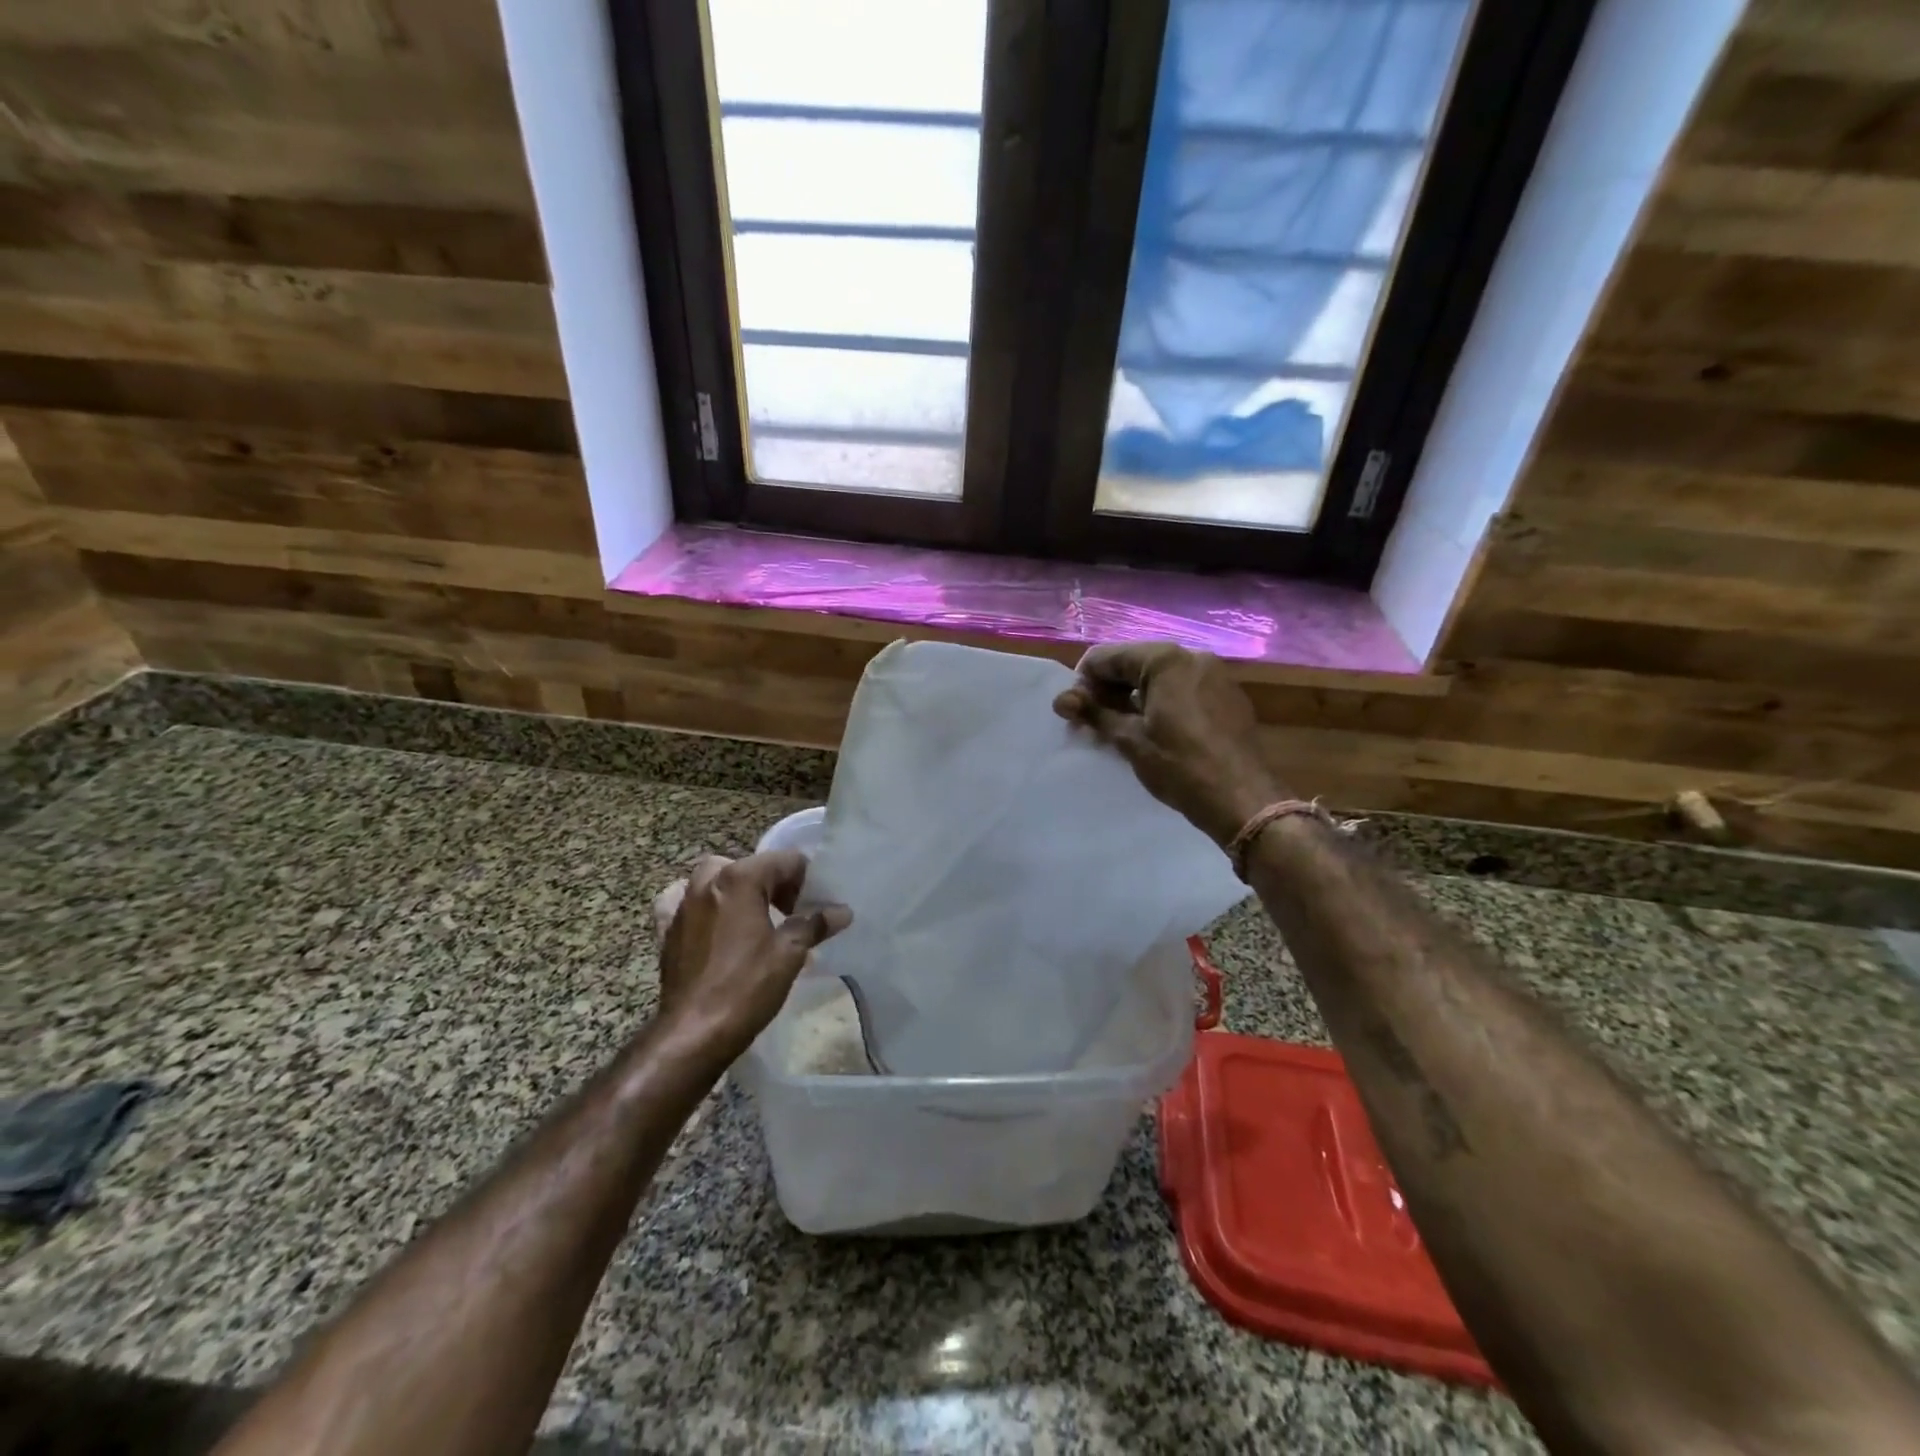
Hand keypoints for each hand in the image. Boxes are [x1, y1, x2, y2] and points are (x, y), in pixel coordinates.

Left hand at [652, 852, 851, 1054]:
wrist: (692, 1035)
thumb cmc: (746, 988)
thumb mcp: (790, 954)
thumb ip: (815, 924)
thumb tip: (842, 911)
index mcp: (739, 879)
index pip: (784, 861)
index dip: (806, 880)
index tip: (815, 906)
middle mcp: (707, 883)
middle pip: (750, 866)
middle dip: (774, 883)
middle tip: (792, 913)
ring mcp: (682, 906)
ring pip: (715, 879)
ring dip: (739, 890)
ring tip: (756, 918)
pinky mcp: (667, 931)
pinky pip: (684, 903)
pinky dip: (700, 905)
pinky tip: (710, 923)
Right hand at [1053, 642, 1289, 847]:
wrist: (1243, 798)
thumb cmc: (1180, 766)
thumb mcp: (1130, 739)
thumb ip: (1094, 712)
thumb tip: (1062, 699)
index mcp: (1166, 659)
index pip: (1107, 657)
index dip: (1083, 682)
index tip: (1072, 712)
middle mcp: (1192, 656)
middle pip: (1134, 663)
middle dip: (1107, 689)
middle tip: (1090, 722)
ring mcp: (1214, 675)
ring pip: (1158, 677)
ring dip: (1132, 697)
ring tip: (1117, 729)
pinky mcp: (1226, 696)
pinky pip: (1181, 689)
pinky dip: (1159, 702)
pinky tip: (1152, 730)